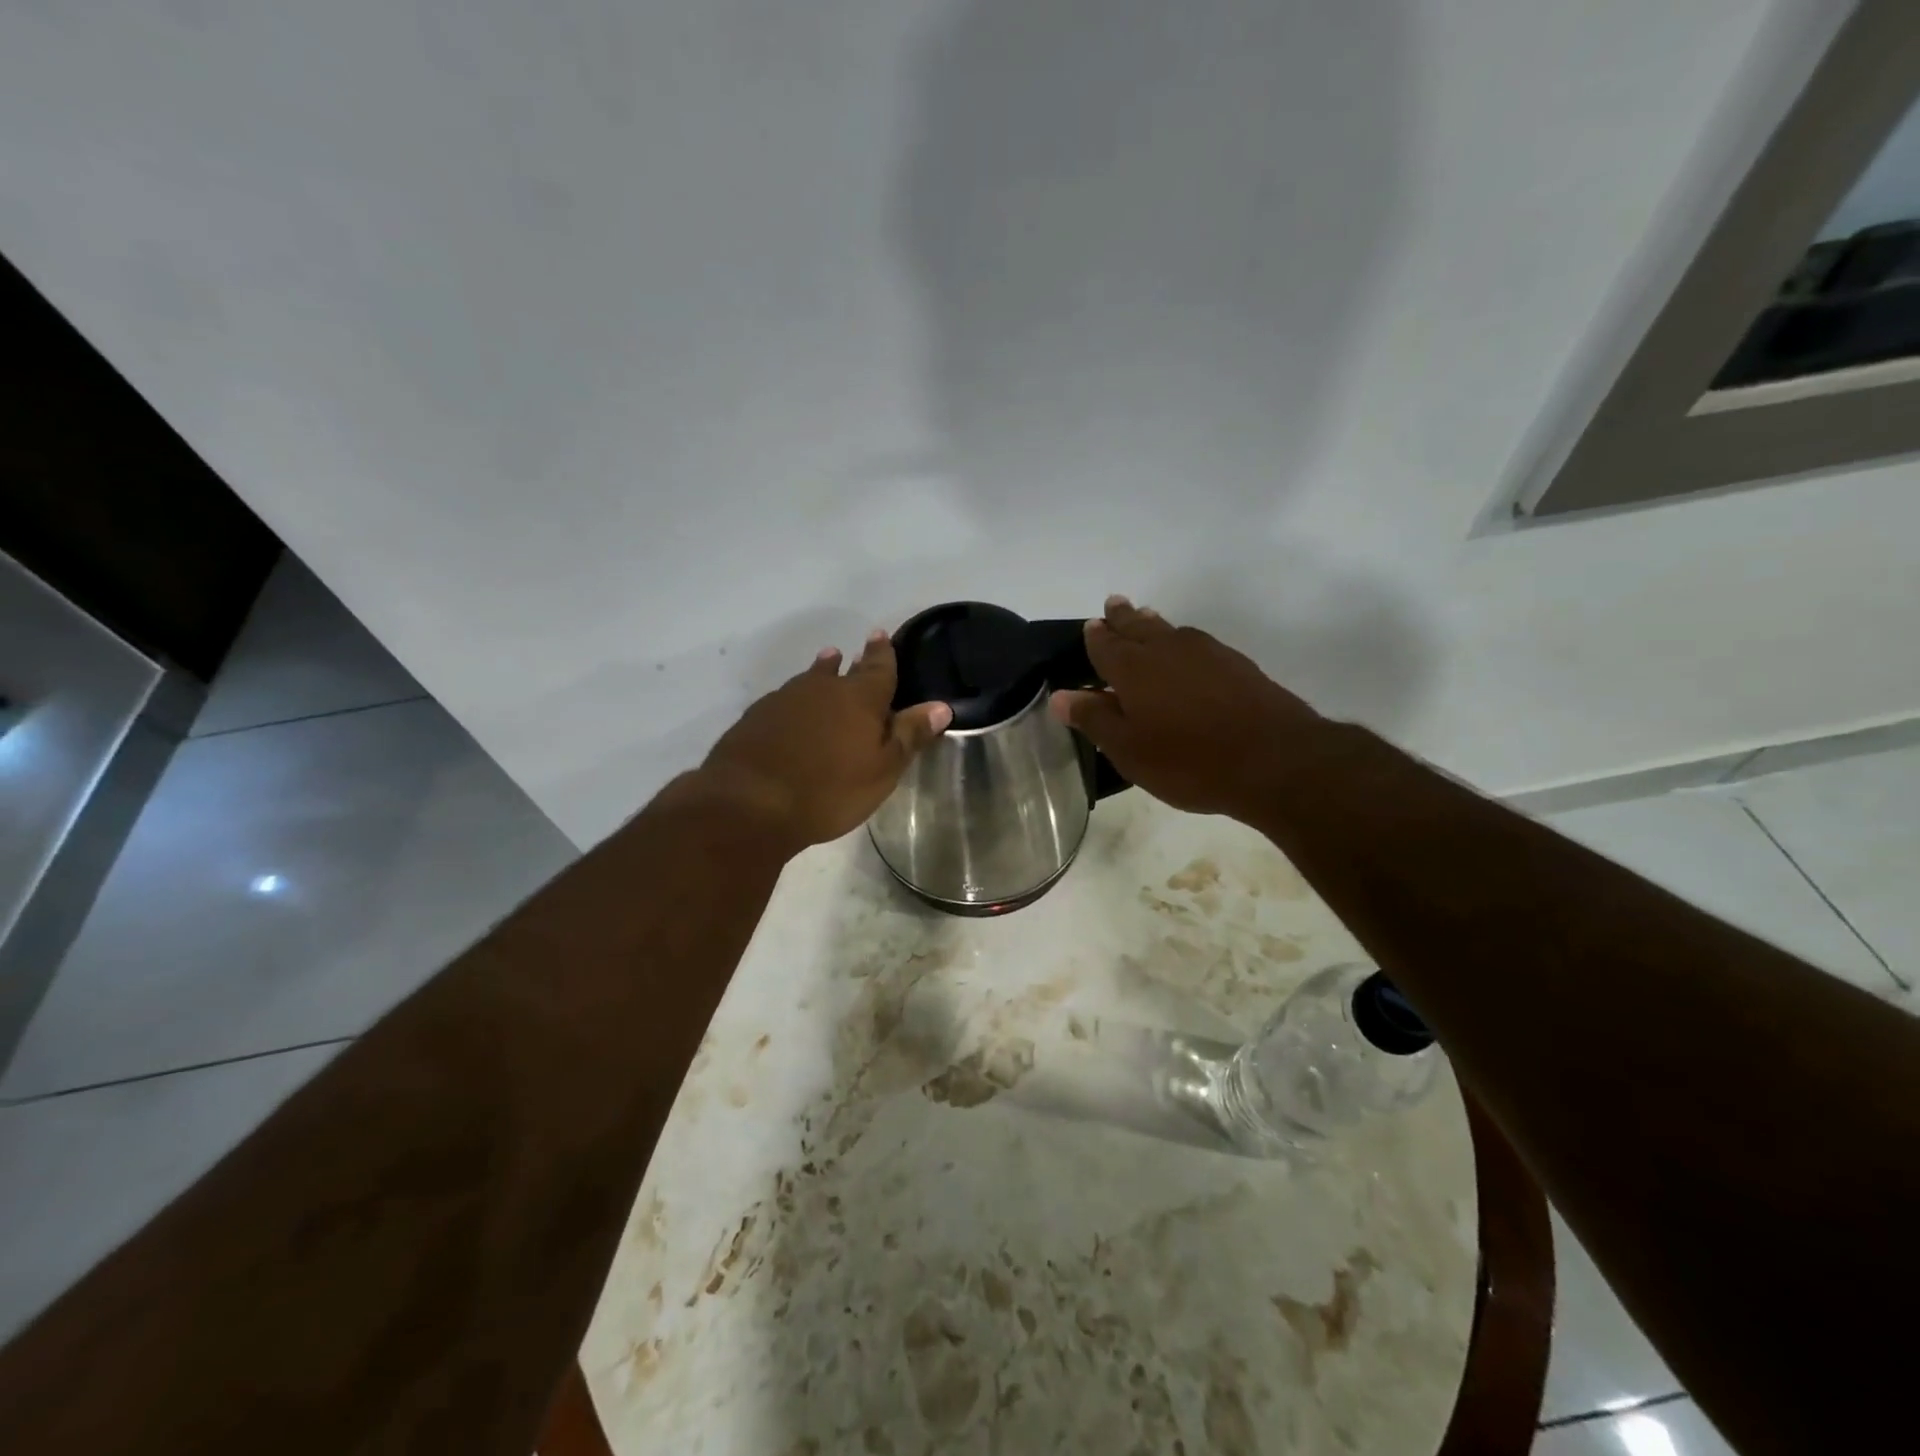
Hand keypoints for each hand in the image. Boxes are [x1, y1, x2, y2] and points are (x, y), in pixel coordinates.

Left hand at [698, 629, 952, 852]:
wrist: (751, 802)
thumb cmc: (830, 789)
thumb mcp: (882, 769)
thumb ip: (909, 735)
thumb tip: (940, 706)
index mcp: (859, 698)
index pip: (878, 667)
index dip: (883, 652)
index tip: (881, 635)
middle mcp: (822, 689)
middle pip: (841, 670)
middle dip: (853, 661)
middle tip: (857, 650)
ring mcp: (784, 700)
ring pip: (809, 680)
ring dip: (822, 672)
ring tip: (827, 663)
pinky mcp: (756, 717)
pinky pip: (784, 700)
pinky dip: (795, 700)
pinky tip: (792, 709)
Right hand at [1049, 597, 1325, 818]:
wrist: (1274, 760)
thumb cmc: (1188, 760)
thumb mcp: (1129, 750)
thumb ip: (1094, 718)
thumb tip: (1060, 695)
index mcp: (1133, 669)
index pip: (1105, 644)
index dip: (1096, 636)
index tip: (1091, 625)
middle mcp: (1167, 649)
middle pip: (1139, 626)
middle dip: (1123, 617)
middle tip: (1114, 605)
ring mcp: (1206, 653)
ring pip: (1170, 630)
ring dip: (1153, 624)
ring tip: (1145, 618)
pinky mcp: (1237, 664)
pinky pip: (1197, 643)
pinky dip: (1183, 641)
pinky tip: (1187, 651)